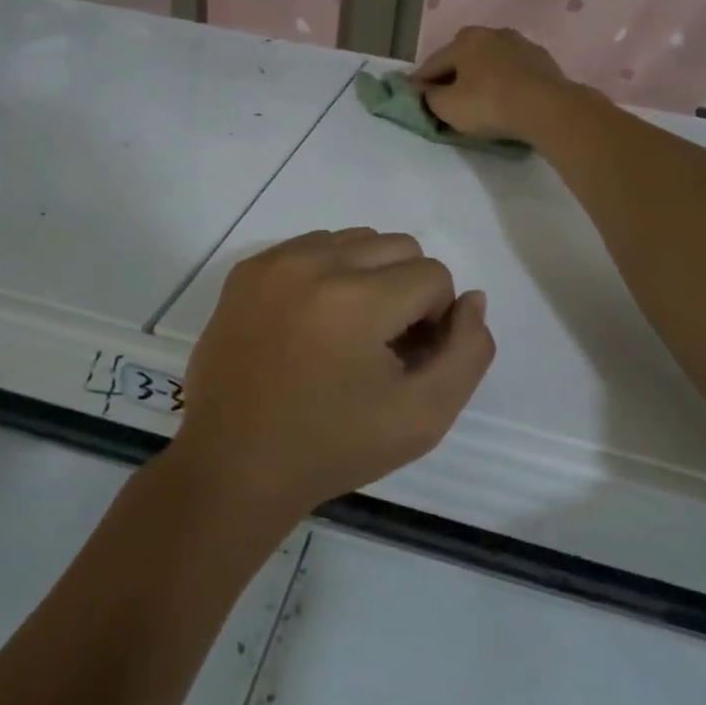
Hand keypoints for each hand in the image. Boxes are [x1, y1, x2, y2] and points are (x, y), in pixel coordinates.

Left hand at [171, 229, 494, 519]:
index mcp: (355, 299)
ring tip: (348, 332)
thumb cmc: (333, 447)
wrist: (234, 465)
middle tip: (383, 344)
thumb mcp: (424, 416)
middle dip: (407, 290)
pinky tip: (314, 321)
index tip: (406, 360)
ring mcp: (274, 261)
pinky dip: (329, 272)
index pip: (433, 275)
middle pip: (398, 245)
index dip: (434, 320)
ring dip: (369, 275)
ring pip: (356, 239)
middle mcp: (312, 263)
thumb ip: (467, 353)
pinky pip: (312, 246)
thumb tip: (472, 299)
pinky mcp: (246, 269)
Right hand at [411, 26, 576, 142]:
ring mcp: (520, 43)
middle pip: (463, 54)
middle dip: (452, 71)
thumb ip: (430, 97)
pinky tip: (505, 94)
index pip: (433, 62)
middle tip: (446, 92)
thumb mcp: (448, 107)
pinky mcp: (542, 59)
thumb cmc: (488, 104)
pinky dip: (505, 79)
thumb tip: (425, 90)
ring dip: (481, 73)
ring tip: (478, 93)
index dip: (420, 80)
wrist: (545, 107)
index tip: (413, 94)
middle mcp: (491, 34)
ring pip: (491, 59)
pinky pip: (513, 69)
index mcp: (464, 41)